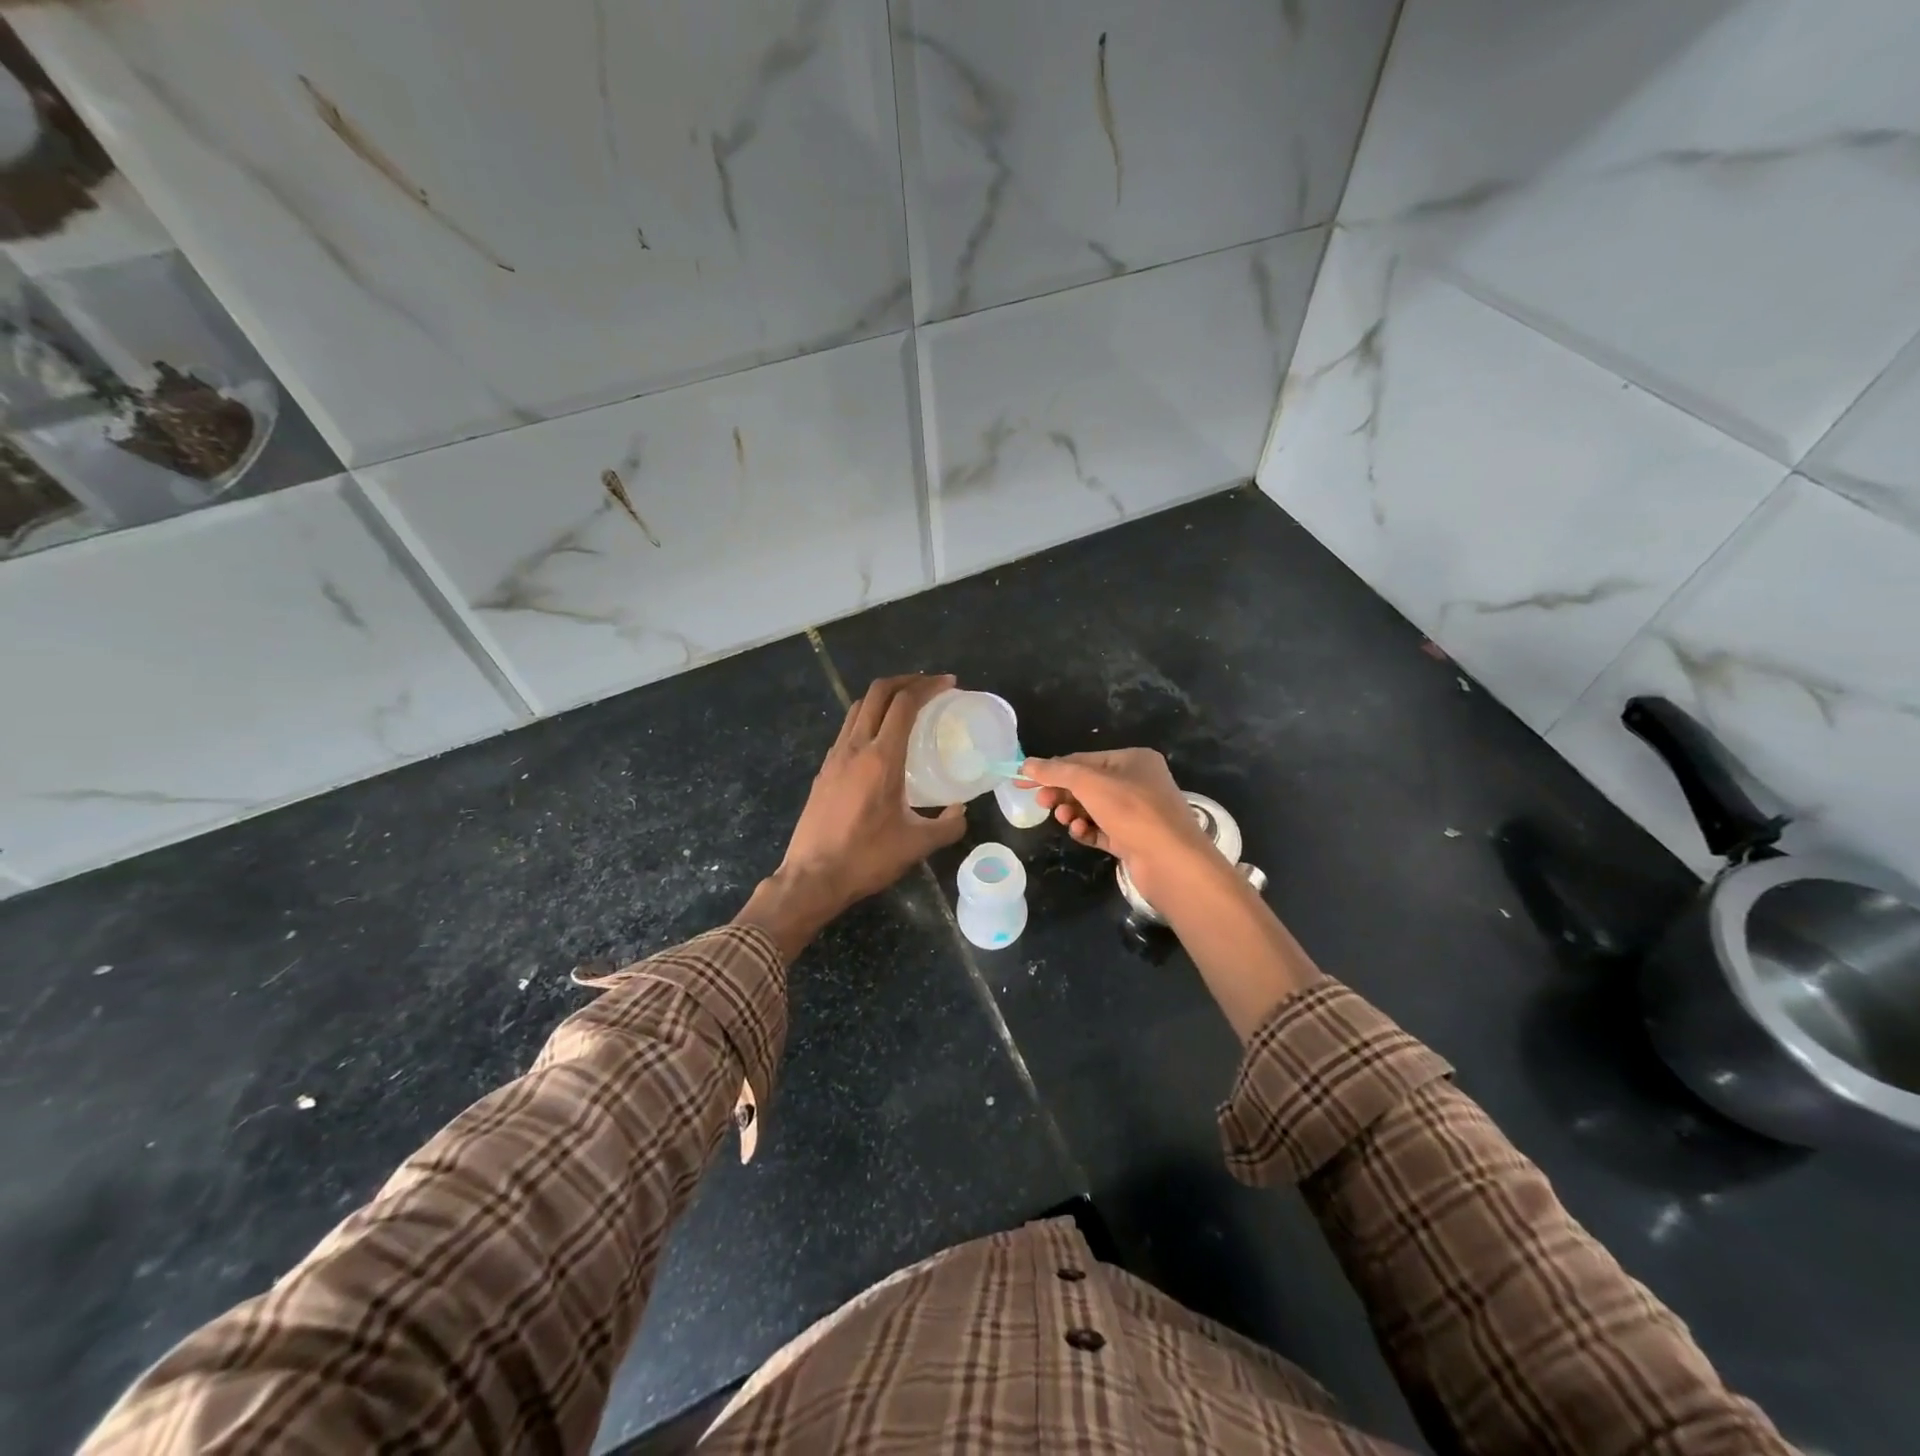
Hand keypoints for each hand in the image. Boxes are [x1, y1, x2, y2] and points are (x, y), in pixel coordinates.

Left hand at [739, 675, 967, 958]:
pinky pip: (848, 729)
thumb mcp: (917, 845)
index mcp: (881, 758)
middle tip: (930, 686)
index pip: (904, 703)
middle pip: (878, 693)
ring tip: (907, 707)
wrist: (812, 877)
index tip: (949, 685)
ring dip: (884, 697)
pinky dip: (869, 718)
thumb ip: (947, 826)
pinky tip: (881, 740)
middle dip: (906, 681)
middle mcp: (855, 747)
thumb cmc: (867, 858)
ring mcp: (835, 757)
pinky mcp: (824, 770)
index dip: (928, 686)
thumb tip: (961, 812)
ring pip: (858, 708)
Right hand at [1020, 749, 1219, 905]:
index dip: (1051, 770)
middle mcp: (1138, 782)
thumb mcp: (1089, 783)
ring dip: (1074, 813)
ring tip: (1066, 821)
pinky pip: (1102, 830)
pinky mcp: (1135, 839)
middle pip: (1088, 784)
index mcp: (1133, 760)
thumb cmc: (1132, 811)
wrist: (1171, 861)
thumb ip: (1056, 772)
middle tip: (1041, 804)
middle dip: (1063, 793)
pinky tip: (1080, 834)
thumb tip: (1026, 763)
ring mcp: (1138, 813)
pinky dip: (1088, 831)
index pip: (1083, 760)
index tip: (1024, 781)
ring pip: (1094, 808)